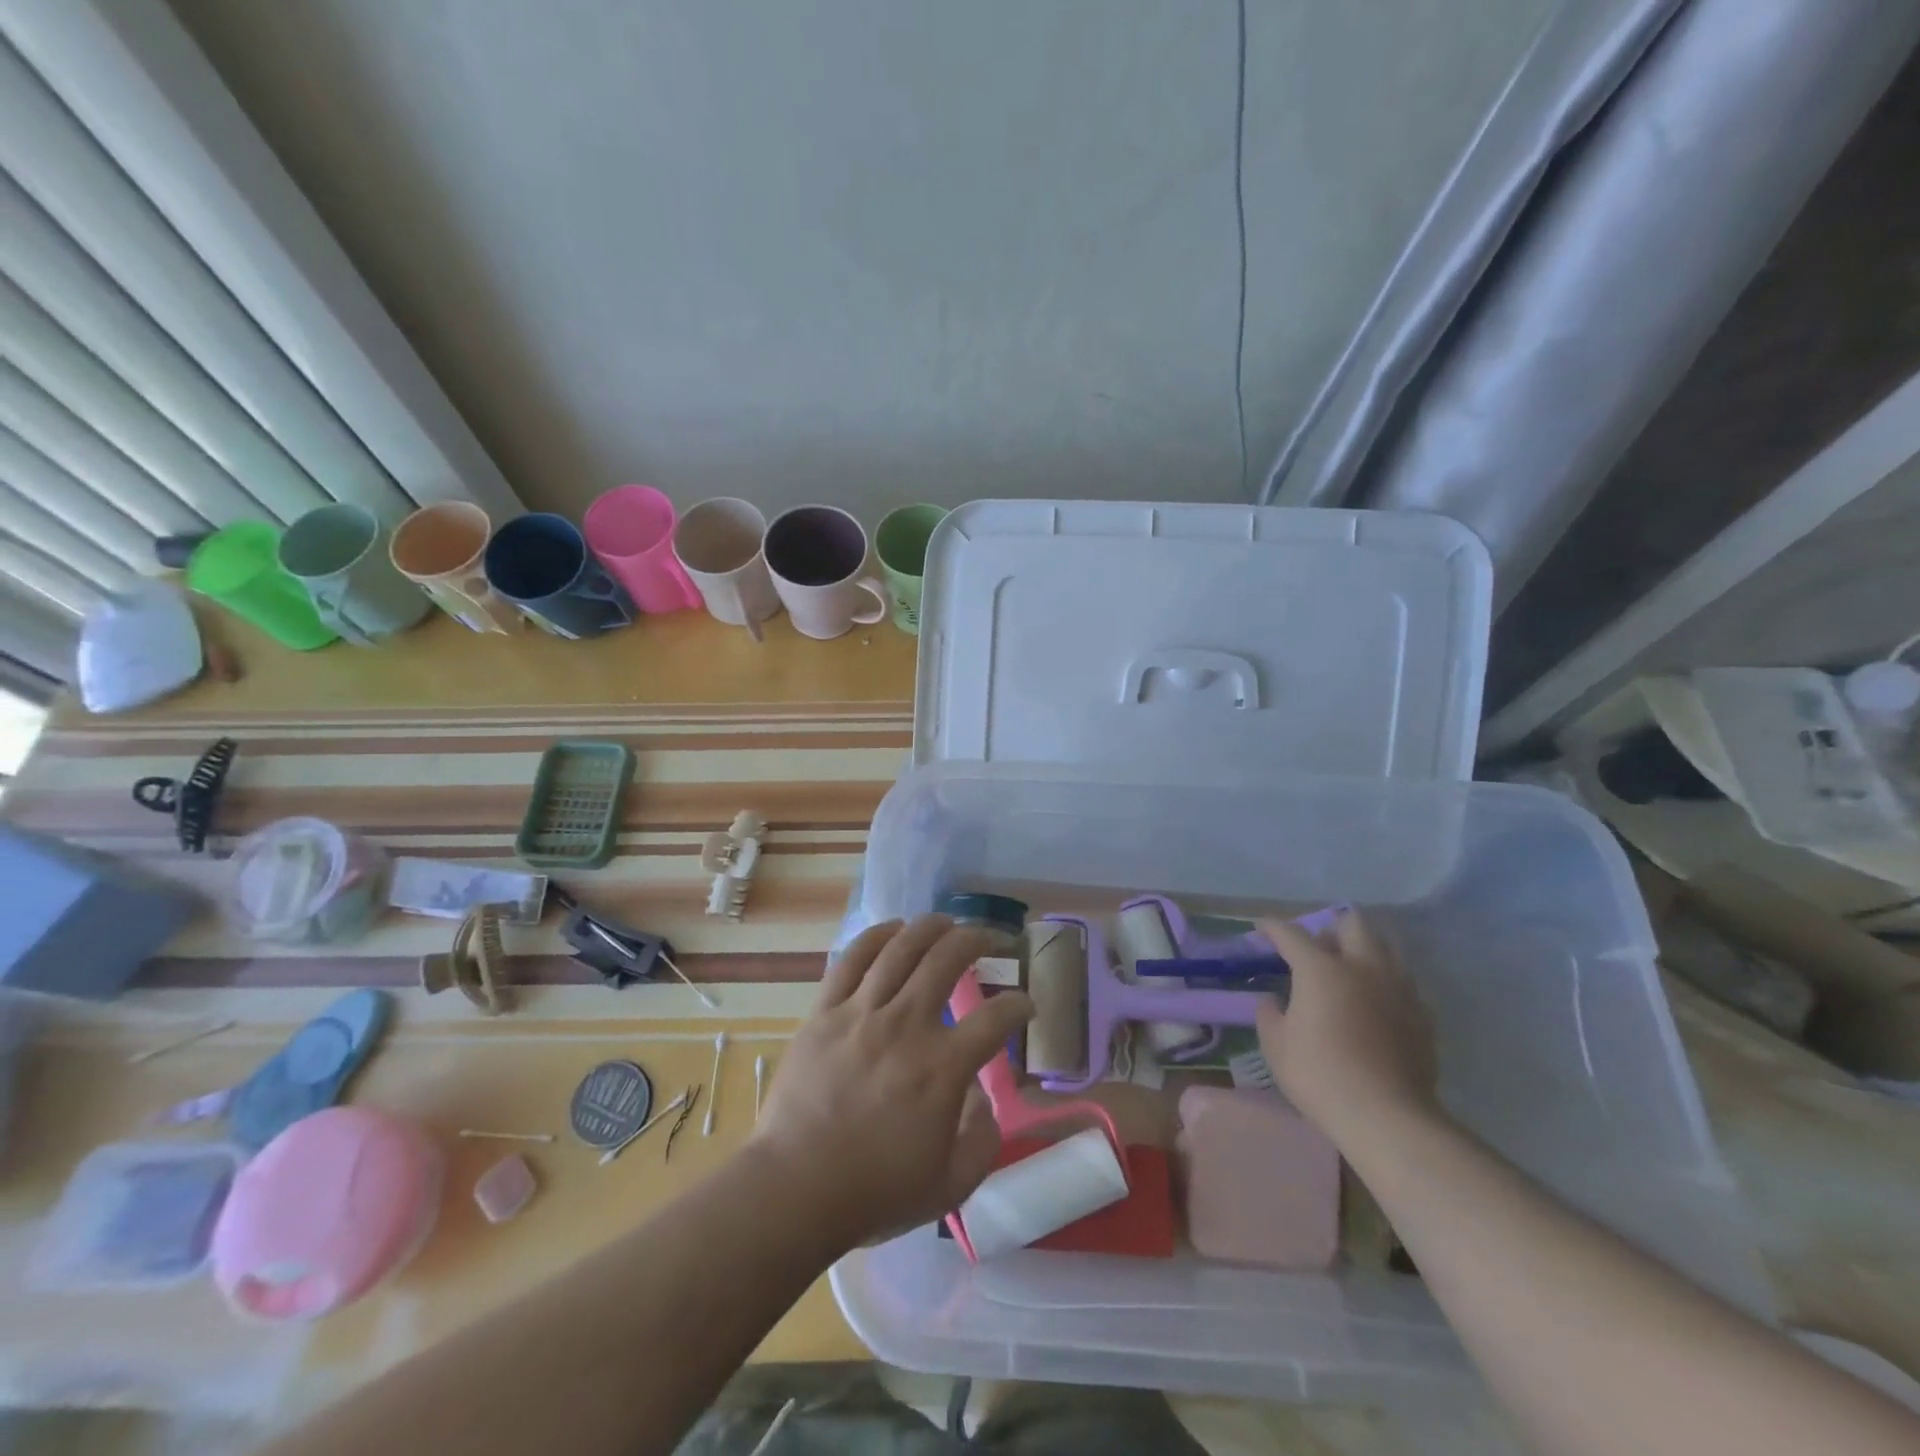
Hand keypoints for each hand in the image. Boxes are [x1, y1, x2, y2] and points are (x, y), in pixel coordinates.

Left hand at [749, 915, 1032, 1252]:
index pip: (997, 1018)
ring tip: (946, 923)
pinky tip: (893, 929)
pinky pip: (852, 959)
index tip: (1024, 1006)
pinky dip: (877, 936)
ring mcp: (862, 1013)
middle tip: (988, 940)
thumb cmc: (874, 1192)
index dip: (1019, 1005)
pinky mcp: (825, 1011)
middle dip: (976, 940)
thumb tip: (984, 1101)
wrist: (794, 1189)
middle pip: (948, 959)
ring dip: (931, 927)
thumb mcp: (950, 1186)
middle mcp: (907, 1026)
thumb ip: (982, 1142)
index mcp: (942, 1068)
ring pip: (902, 948)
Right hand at [1255, 911, 1439, 1145]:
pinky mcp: (1422, 1015)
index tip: (1262, 928)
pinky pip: (1403, 983)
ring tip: (1350, 972)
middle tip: (1317, 949)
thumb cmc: (1320, 1075)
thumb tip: (1274, 1001)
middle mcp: (1363, 967)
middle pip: (1352, 923)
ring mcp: (1398, 989)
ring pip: (1385, 947)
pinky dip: (1385, 983)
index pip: (1291, 933)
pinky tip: (1375, 1006)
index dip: (1272, 927)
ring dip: (1364, 950)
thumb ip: (1269, 1013)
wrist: (1387, 1117)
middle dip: (1331, 928)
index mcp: (1321, 969)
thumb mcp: (1275, 1045)